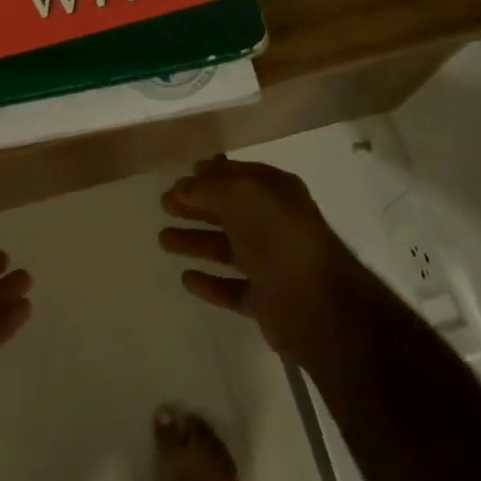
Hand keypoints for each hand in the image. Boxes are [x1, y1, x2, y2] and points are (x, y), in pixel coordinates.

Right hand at [160, 157, 360, 360]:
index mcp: (277, 192)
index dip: (208, 176)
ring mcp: (272, 263)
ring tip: (163, 240)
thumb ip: (208, 188)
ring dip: (196, 242)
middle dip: (196, 206)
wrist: (317, 304)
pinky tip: (186, 279)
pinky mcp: (267, 299)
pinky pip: (232, 287)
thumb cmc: (278, 237)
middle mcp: (276, 224)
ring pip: (227, 248)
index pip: (238, 176)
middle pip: (229, 211)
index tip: (178, 180)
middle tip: (164, 205)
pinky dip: (210, 283)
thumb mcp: (241, 196)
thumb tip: (183, 187)